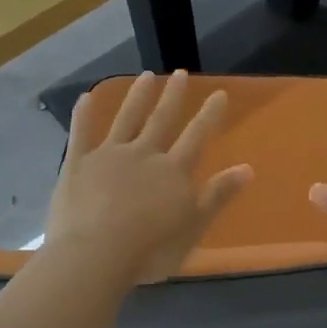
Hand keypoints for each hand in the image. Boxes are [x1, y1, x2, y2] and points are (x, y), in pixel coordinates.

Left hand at [46, 71, 253, 286]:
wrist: (95, 254)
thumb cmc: (150, 249)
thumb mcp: (194, 227)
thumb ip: (218, 195)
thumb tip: (248, 168)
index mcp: (174, 171)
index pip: (197, 136)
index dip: (209, 115)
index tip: (218, 92)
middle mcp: (145, 154)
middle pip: (162, 120)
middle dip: (173, 96)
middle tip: (180, 73)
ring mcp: (110, 155)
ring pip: (126, 119)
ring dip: (137, 96)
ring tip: (147, 76)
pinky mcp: (79, 163)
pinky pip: (82, 133)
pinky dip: (83, 114)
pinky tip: (85, 96)